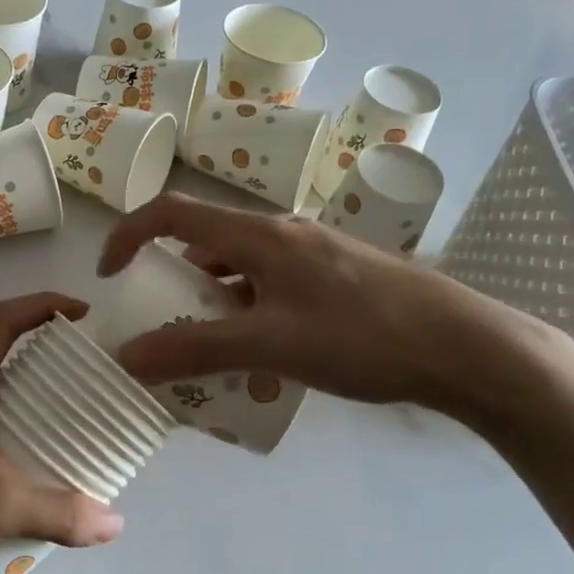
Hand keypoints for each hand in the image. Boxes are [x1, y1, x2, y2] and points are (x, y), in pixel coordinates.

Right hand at [97, 193, 571, 425]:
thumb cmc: (361, 337)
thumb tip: (128, 356)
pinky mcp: (336, 279)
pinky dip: (250, 315)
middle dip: (174, 284)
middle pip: (206, 244)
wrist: (463, 347)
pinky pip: (273, 289)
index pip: (172, 213)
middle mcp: (282, 235)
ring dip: (214, 305)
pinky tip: (266, 360)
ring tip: (213, 354)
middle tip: (165, 329)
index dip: (129, 236)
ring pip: (241, 271)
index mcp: (259, 236)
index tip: (109, 276)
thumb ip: (195, 349)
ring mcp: (313, 256)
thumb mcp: (269, 345)